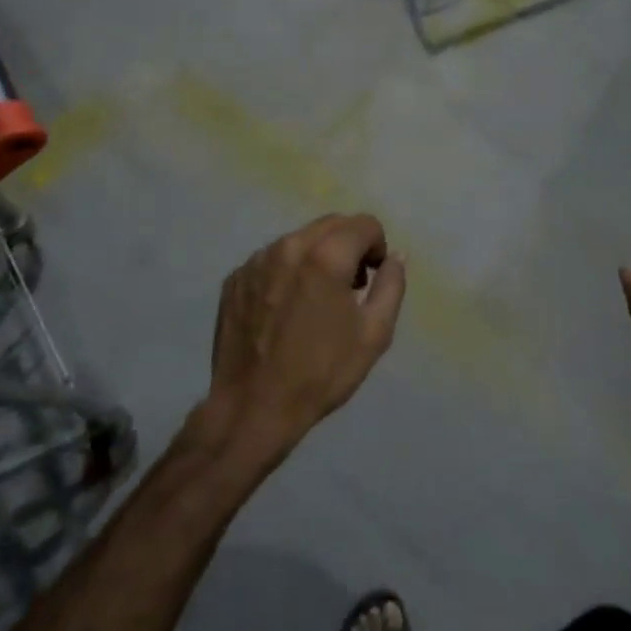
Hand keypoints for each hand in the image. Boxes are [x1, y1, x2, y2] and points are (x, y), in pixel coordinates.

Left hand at [204, 213, 407, 458]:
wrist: (253, 406)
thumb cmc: (321, 372)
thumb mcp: (374, 334)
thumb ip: (391, 285)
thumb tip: (395, 256)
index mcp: (326, 256)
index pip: (364, 224)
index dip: (377, 247)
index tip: (372, 278)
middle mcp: (288, 246)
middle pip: (331, 224)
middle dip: (349, 245)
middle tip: (350, 287)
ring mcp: (256, 261)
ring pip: (299, 240)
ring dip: (316, 257)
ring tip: (315, 300)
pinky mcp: (235, 278)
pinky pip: (271, 260)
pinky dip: (286, 272)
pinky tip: (284, 310)